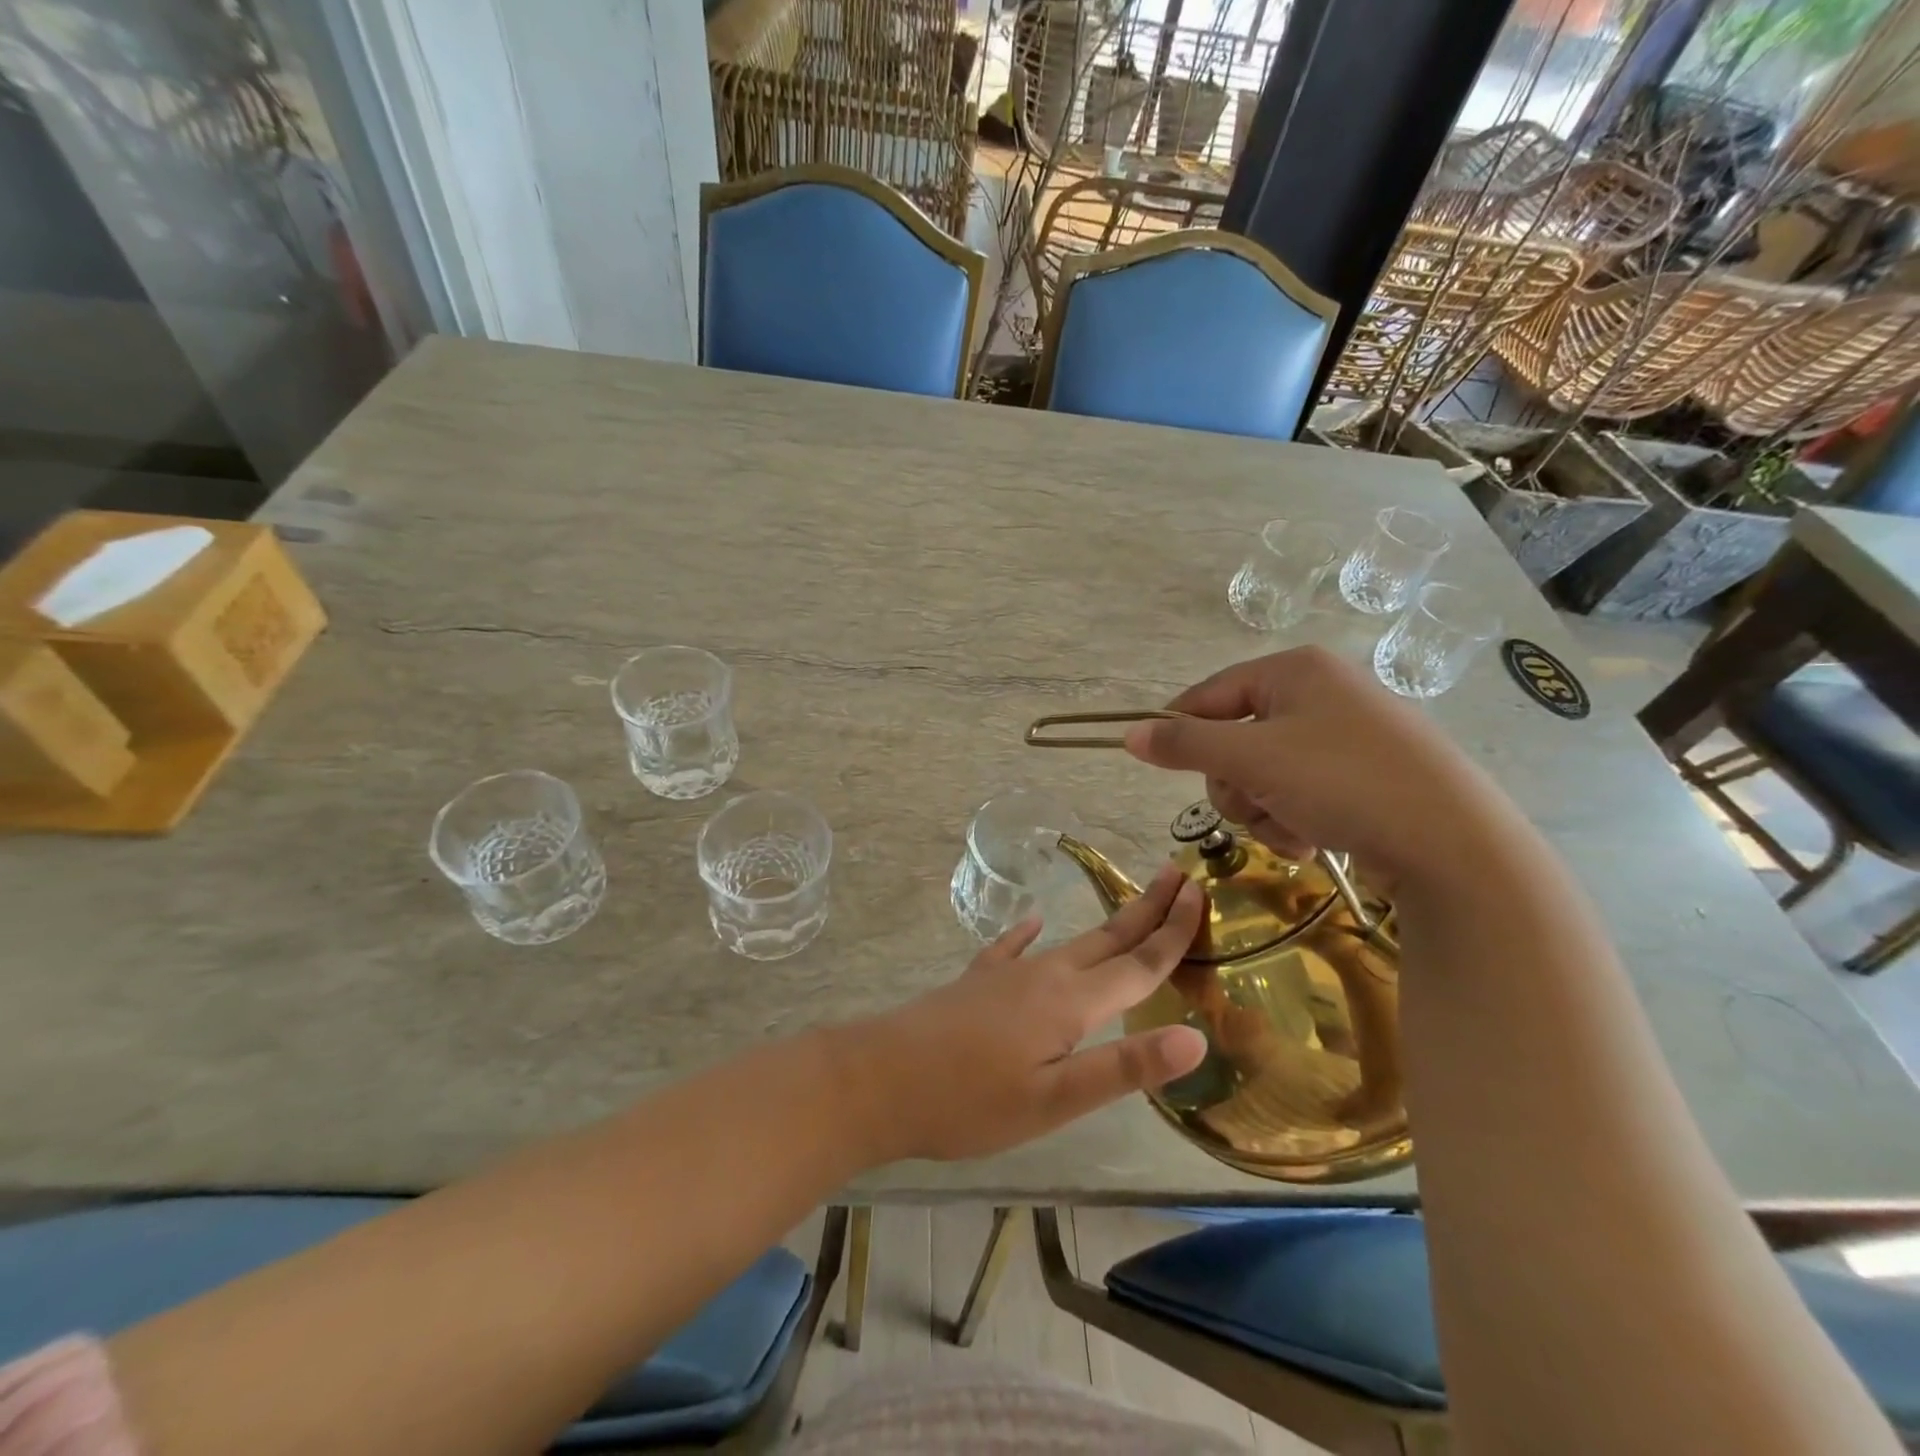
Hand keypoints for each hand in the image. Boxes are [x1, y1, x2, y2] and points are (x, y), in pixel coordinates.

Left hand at [846, 867, 1208, 1163]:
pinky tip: (1030, 923)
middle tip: (1178, 876)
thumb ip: (1123, 1067)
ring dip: (1106, 924)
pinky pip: (1013, 949)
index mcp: (1070, 1002)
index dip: (1173, 931)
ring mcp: (1006, 974)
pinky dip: (1029, 934)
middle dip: (1147, 909)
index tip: (1200, 894)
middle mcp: (1044, 975)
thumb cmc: (970, 1100)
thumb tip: (1195, 1036)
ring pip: (1070, 942)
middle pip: (1108, 938)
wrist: (880, 1078)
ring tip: (1129, 908)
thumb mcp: (1054, 1100)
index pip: (1138, 963)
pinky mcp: (977, 982)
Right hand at [1123, 646, 1515, 892]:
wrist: (1454, 844)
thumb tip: (1129, 734)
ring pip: (1263, 773)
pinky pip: (1299, 792)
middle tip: (1252, 805)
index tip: (1157, 764)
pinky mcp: (1364, 776)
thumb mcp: (1253, 759)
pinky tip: (1311, 841)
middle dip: (1235, 784)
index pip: (1210, 693)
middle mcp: (1321, 693)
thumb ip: (1185, 744)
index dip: (1179, 729)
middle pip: (1235, 738)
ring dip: (1262, 809)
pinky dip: (1293, 819)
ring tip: (1291, 830)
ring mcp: (1346, 736)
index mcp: (1295, 671)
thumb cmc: (1343, 782)